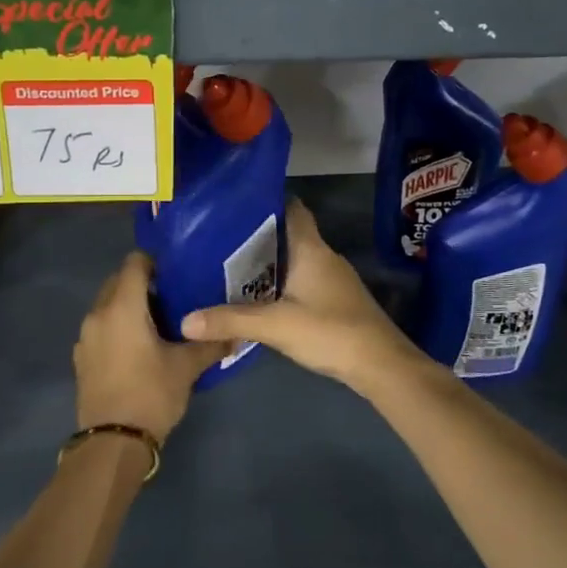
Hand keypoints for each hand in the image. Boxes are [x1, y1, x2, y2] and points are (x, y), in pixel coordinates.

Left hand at [74, 252, 226, 440]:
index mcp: (122, 307)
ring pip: (107, 305)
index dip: (155, 262)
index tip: (176, 272)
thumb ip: (211, 345)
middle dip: (142, 283)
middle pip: (118, 282)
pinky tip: (139, 347)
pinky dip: (117, 327)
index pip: (134, 263)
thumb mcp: (187, 367)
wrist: (113, 443)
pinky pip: (101, 328)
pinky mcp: (82, 358)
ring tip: (158, 322)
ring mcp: (86, 337)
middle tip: (172, 297)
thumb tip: (237, 334)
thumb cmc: (151, 394)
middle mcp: (98, 314)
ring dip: (128, 306)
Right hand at [180, 200, 426, 387]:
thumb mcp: (275, 326)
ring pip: (294, 260)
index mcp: (311, 249)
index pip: (292, 208)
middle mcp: (323, 256)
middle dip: (256, 237)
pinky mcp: (335, 301)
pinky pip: (301, 281)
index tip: (234, 206)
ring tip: (229, 268)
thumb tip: (185, 320)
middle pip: (288, 235)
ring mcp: (332, 279)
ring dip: (267, 263)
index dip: (266, 203)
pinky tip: (258, 299)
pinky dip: (280, 284)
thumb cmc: (330, 331)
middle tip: (218, 241)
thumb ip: (231, 320)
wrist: (381, 365)